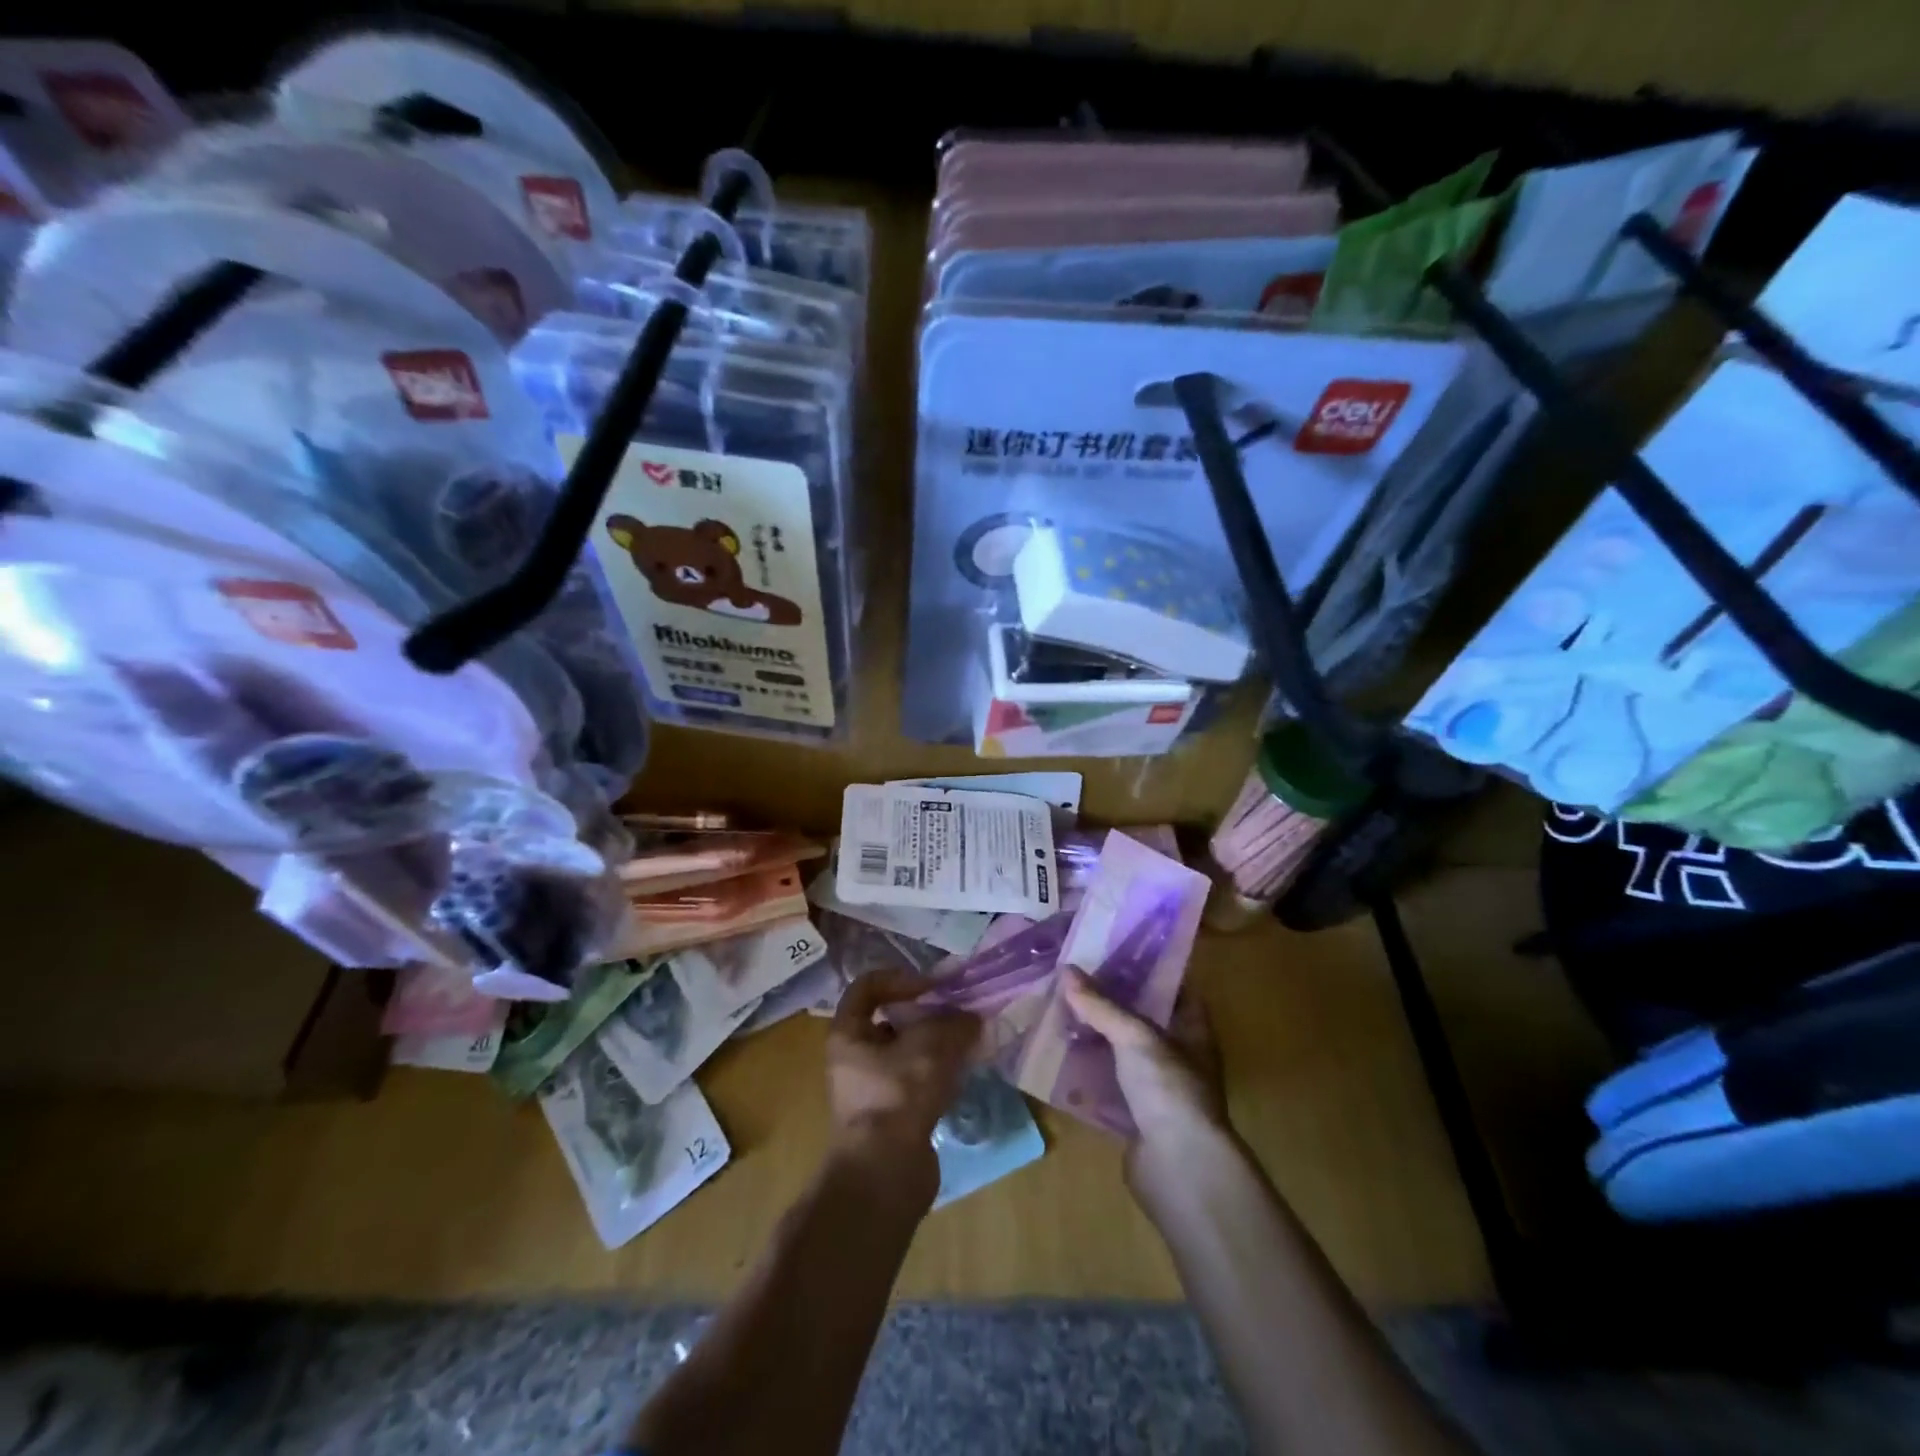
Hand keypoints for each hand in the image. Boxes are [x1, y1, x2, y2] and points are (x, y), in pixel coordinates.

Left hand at [827, 971, 980, 1172]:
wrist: (885, 1175)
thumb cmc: (899, 1095)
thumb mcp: (933, 1046)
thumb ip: (956, 1024)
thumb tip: (971, 1019)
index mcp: (848, 1033)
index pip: (869, 986)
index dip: (902, 978)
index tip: (934, 987)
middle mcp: (854, 1058)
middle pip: (892, 1020)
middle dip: (928, 1014)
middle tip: (960, 1014)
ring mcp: (872, 1090)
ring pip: (908, 1052)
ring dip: (937, 1045)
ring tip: (968, 1043)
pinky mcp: (892, 1116)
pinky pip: (916, 1082)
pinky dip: (939, 1075)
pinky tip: (963, 1075)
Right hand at [1062, 971, 1230, 1186]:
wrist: (1180, 1168)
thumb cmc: (1169, 1089)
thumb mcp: (1135, 1036)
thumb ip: (1101, 1005)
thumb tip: (1066, 969)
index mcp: (1192, 1030)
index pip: (1172, 988)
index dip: (1145, 970)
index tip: (1111, 952)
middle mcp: (1179, 1056)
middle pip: (1142, 1020)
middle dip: (1110, 1003)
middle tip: (1074, 981)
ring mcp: (1159, 1089)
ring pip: (1122, 1053)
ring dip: (1096, 1038)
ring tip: (1059, 1013)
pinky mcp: (1137, 1117)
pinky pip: (1108, 1085)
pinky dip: (1088, 1074)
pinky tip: (1059, 1060)